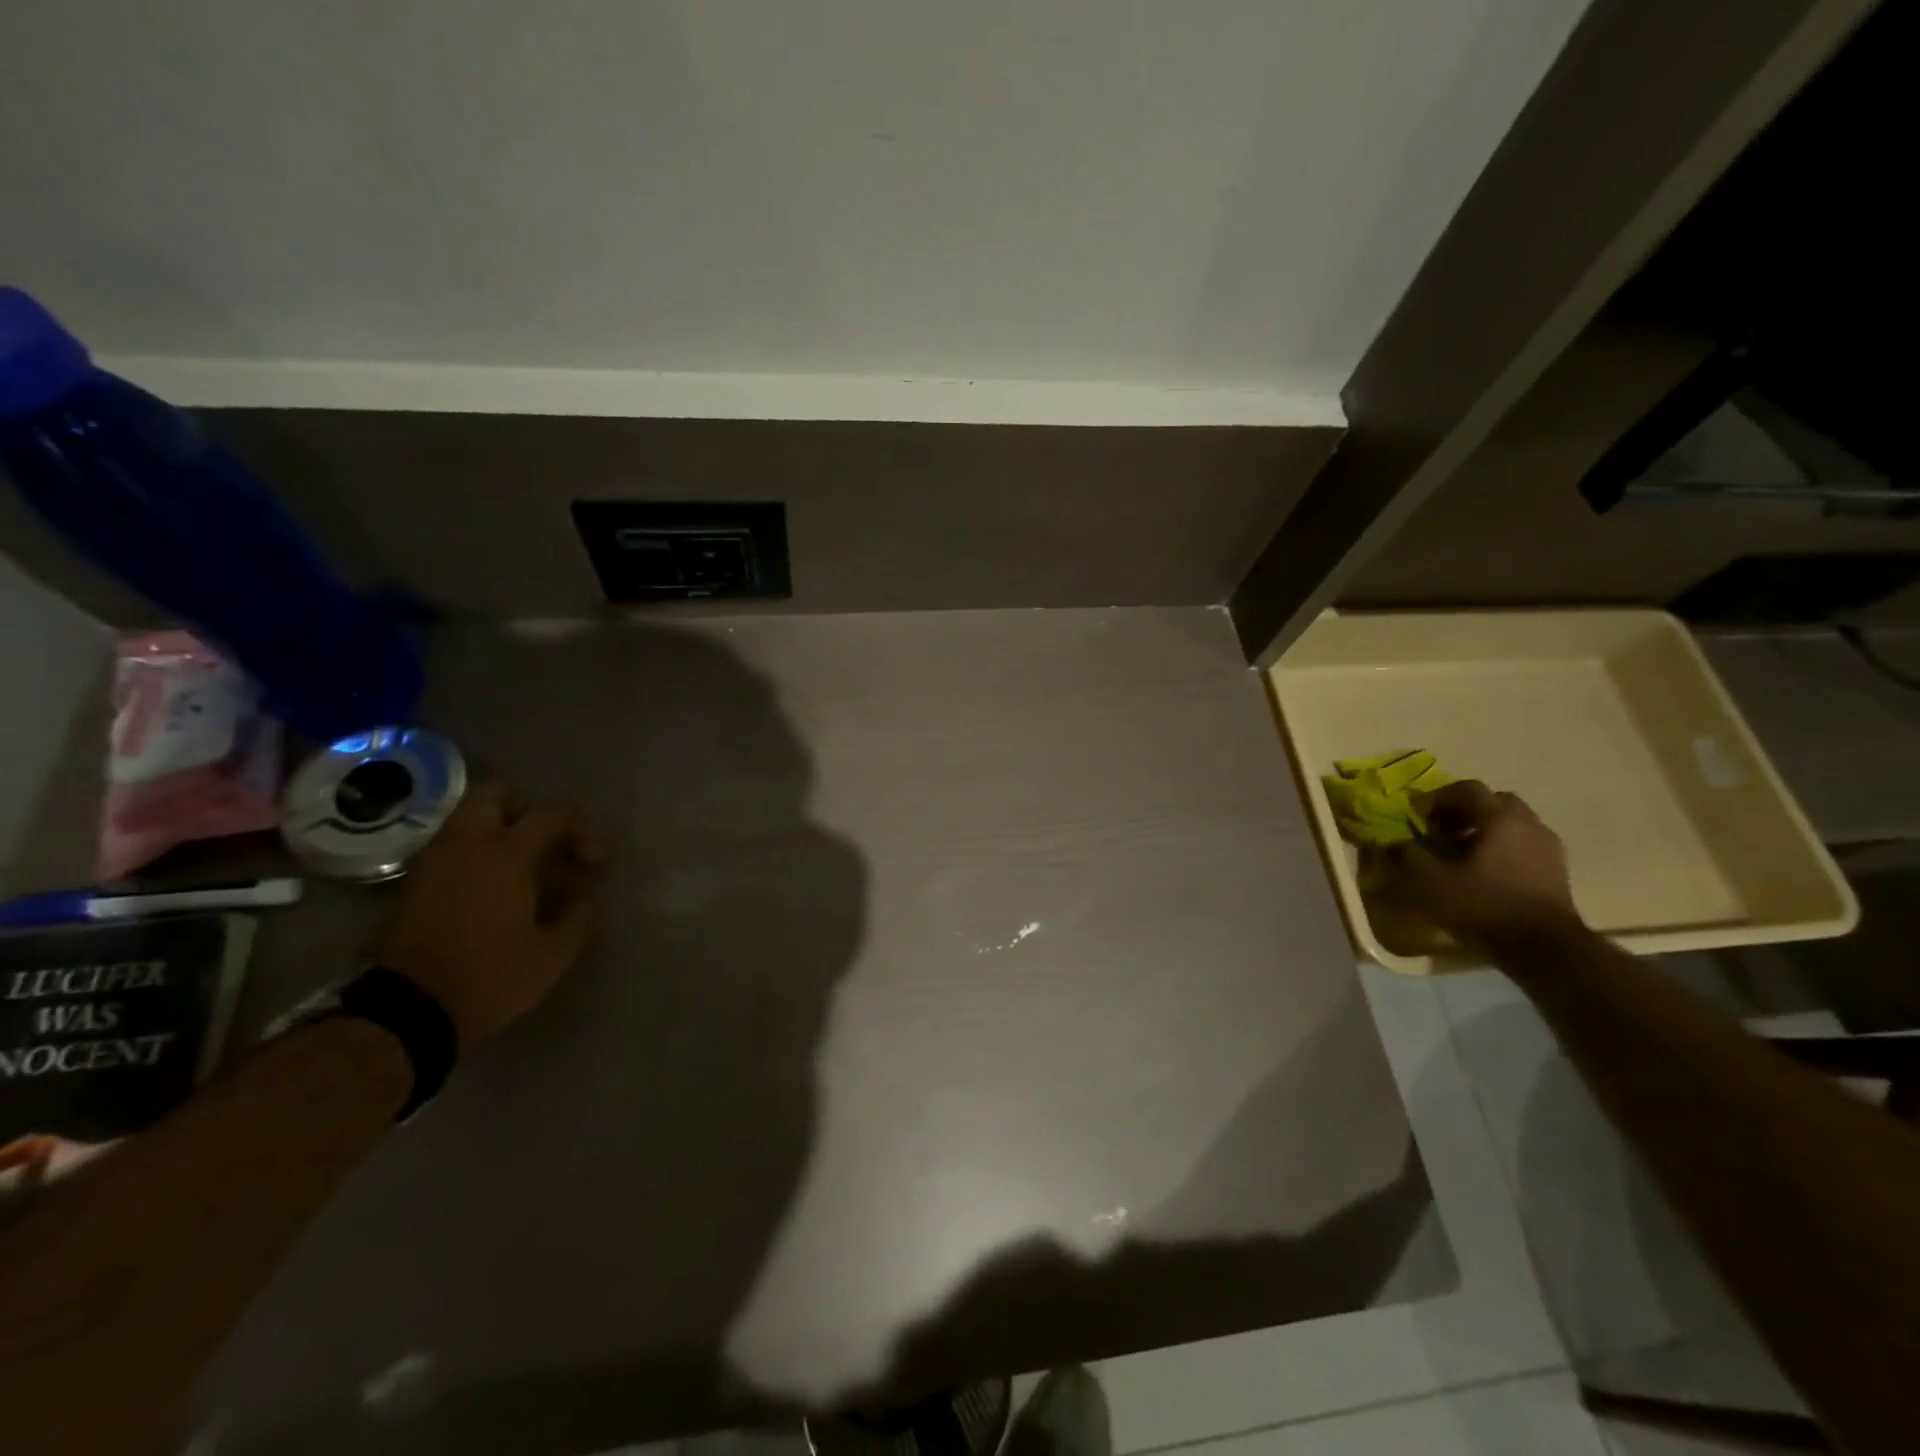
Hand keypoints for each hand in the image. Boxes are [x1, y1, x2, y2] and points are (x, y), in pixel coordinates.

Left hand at [375, 782, 606, 1043]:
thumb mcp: (553, 955)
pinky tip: (490, 889)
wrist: (406, 1013)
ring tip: (521, 868)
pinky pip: (451, 847)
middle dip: (527, 810)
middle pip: (497, 795)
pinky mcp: (414, 883)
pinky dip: (475, 853)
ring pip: (468, 819)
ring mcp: (434, 861)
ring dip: (498, 831)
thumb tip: (584, 900)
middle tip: (546, 843)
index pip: (553, 814)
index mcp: (506, 853)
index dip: (582, 830)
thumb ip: (578, 918)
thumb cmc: (489, 977)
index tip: (593, 862)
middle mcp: (467, 844)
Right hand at [1370, 780, 1581, 945]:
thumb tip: (1396, 842)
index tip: (1417, 817)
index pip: (1465, 789)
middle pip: (1493, 801)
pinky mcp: (1556, 870)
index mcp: (1498, 818)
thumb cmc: (1484, 905)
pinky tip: (1486, 871)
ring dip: (1484, 829)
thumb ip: (1409, 855)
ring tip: (1461, 852)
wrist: (1545, 948)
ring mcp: (1547, 846)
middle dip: (1464, 810)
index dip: (1436, 798)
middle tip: (1441, 829)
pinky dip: (1502, 847)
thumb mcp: (1431, 882)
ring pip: (1511, 823)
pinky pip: (1524, 844)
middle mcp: (1528, 824)